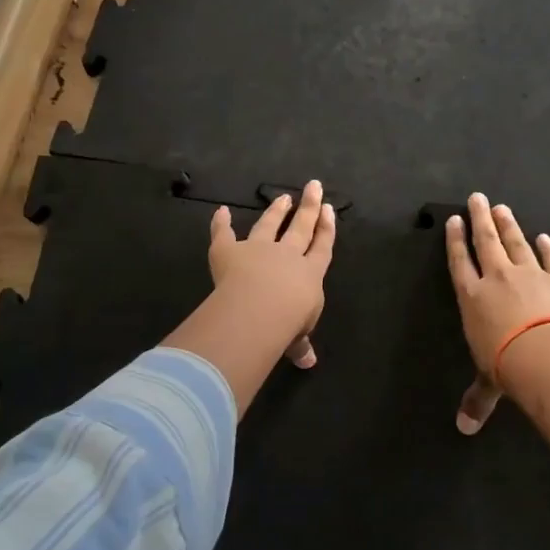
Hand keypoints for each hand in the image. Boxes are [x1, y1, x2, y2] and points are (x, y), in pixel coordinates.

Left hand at [208, 180, 336, 368]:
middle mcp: (287, 256)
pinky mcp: (229, 251)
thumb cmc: (288, 324)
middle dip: (309, 207)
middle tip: (313, 186)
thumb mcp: (298, 337)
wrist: (260, 309)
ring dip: (276, 211)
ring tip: (283, 197)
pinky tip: (221, 211)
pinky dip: (221, 223)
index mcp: (309, 274)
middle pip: (301, 227)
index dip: (326, 229)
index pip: (322, 247)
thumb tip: (308, 362)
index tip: (329, 209)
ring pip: (269, 225)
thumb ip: (300, 344)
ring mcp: (258, 249)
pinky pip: (224, 234)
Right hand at [444, 192, 549, 433]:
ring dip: (509, 225)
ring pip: (516, 243)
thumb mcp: (488, 384)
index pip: (460, 262)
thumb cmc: (507, 367)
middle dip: (480, 219)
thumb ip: (477, 399)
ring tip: (502, 208)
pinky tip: (544, 237)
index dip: (456, 241)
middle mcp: (498, 279)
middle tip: (478, 197)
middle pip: (486, 241)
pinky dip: (548, 248)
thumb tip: (464, 429)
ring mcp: (531, 275)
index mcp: (473, 298)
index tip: (454, 220)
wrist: (547, 356)